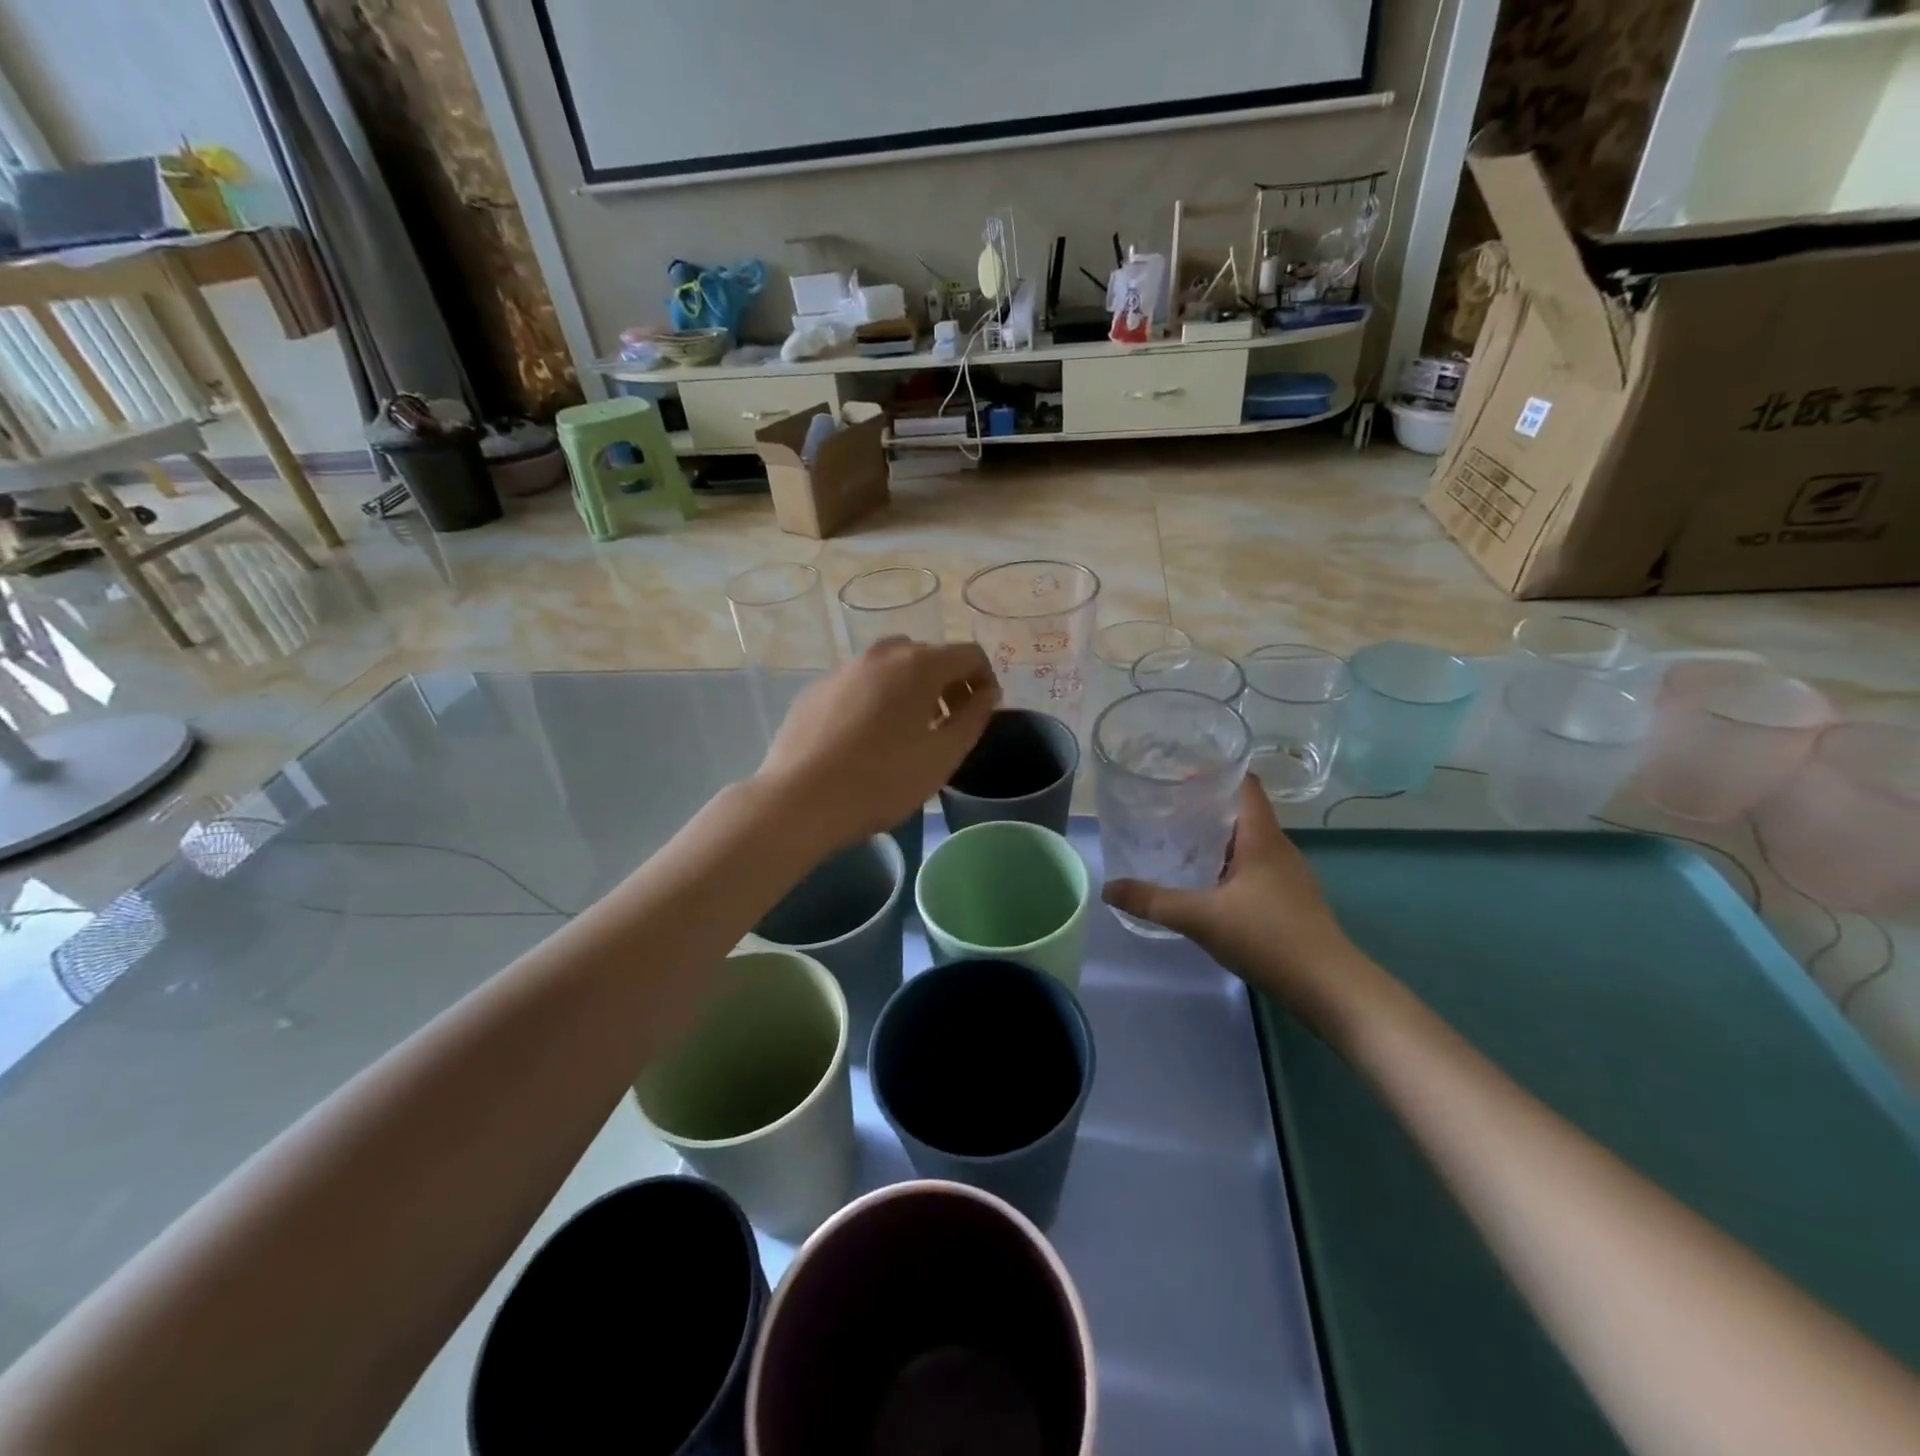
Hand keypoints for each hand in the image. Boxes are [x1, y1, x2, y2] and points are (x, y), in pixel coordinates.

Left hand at [757, 640, 999, 848]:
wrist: (800, 800)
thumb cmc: (883, 780)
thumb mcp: (943, 756)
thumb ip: (974, 718)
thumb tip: (987, 693)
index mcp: (919, 665)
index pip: (968, 653)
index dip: (984, 678)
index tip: (982, 710)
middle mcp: (881, 655)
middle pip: (927, 656)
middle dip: (947, 682)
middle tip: (947, 722)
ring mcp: (843, 669)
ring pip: (890, 667)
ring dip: (909, 689)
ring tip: (907, 731)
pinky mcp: (816, 690)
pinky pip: (858, 684)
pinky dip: (875, 699)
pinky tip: (865, 738)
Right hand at [1103, 777, 1359, 1014]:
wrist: (1329, 987)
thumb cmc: (1267, 937)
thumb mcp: (1200, 918)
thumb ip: (1152, 901)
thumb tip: (1108, 888)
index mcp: (1262, 837)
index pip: (1245, 784)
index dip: (1215, 773)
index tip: (1179, 776)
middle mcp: (1279, 848)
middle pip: (1243, 811)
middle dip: (1206, 807)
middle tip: (1166, 810)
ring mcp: (1289, 875)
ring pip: (1249, 842)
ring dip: (1217, 838)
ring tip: (1179, 843)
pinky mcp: (1291, 900)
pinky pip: (1255, 868)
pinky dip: (1229, 865)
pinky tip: (1207, 884)